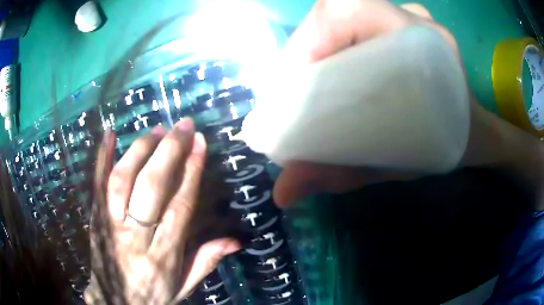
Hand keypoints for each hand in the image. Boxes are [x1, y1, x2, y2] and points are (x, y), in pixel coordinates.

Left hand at [86, 119, 239, 303]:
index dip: (190, 172)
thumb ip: (205, 263)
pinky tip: (109, 134)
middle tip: (183, 126)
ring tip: (156, 130)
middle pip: (150, 187)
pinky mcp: (95, 218)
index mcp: (162, 256)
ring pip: (122, 180)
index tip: (199, 144)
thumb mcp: (183, 287)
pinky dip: (101, 158)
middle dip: (168, 152)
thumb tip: (235, 241)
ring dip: (140, 150)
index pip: (178, 207)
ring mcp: (110, 225)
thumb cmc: (152, 296)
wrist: (115, 303)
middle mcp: (135, 237)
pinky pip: (97, 186)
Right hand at [272, 0, 542, 207]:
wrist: (473, 130)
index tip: (289, 82)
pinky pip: (355, 19)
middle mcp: (414, 19)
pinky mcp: (401, 20)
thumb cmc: (446, 147)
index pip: (349, 12)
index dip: (309, 39)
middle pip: (338, 11)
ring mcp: (408, 15)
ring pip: (343, 12)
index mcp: (426, 44)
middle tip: (290, 88)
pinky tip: (329, 66)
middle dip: (305, 46)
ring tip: (305, 81)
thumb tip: (284, 192)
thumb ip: (341, 174)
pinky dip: (332, 40)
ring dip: (316, 43)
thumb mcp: (398, 165)